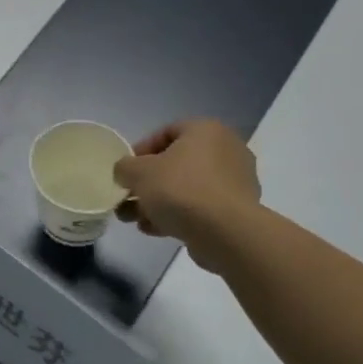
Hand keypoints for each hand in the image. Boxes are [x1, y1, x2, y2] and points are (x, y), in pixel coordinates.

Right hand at [112, 119, 261, 270]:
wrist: (225, 233)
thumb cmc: (180, 189)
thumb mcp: (137, 172)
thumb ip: (124, 167)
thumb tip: (126, 173)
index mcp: (206, 131)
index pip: (167, 131)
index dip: (140, 150)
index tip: (126, 170)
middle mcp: (226, 150)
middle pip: (176, 163)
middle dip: (148, 182)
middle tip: (129, 197)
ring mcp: (236, 182)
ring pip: (186, 188)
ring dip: (158, 202)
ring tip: (135, 219)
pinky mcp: (237, 210)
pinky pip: (200, 207)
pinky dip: (177, 215)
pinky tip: (154, 229)